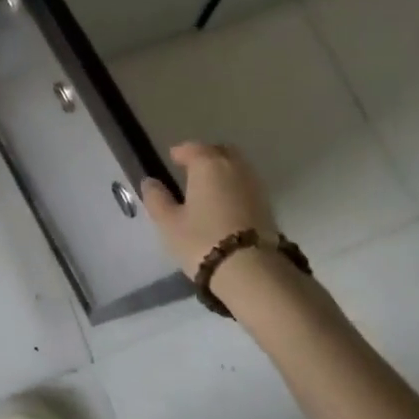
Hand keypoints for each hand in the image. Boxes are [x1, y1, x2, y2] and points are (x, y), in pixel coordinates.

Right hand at [140, 141, 277, 277]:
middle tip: (192, 171)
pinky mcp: (268, 204)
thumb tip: (150, 182)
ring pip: (236, 167)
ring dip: (222, 172)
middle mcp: (233, 166)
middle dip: (205, 157)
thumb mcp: (169, 223)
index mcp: (207, 163)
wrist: (253, 271)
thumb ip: (157, 199)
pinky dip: (235, 187)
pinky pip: (246, 185)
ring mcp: (254, 184)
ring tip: (208, 190)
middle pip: (218, 152)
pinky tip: (226, 205)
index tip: (172, 160)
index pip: (192, 148)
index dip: (180, 153)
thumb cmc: (203, 240)